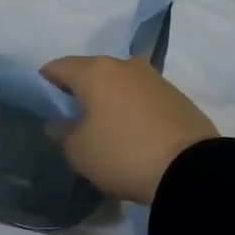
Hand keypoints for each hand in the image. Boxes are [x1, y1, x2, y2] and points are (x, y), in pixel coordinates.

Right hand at [41, 55, 217, 204]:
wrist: (191, 170)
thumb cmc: (123, 154)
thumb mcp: (79, 152)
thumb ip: (62, 133)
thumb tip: (60, 122)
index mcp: (94, 71)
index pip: (57, 67)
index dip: (44, 84)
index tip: (43, 107)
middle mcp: (123, 65)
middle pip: (90, 71)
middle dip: (78, 90)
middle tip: (72, 119)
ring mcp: (153, 77)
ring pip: (118, 82)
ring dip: (107, 98)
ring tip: (104, 127)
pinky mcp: (176, 95)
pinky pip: (141, 95)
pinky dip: (131, 107)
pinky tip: (131, 130)